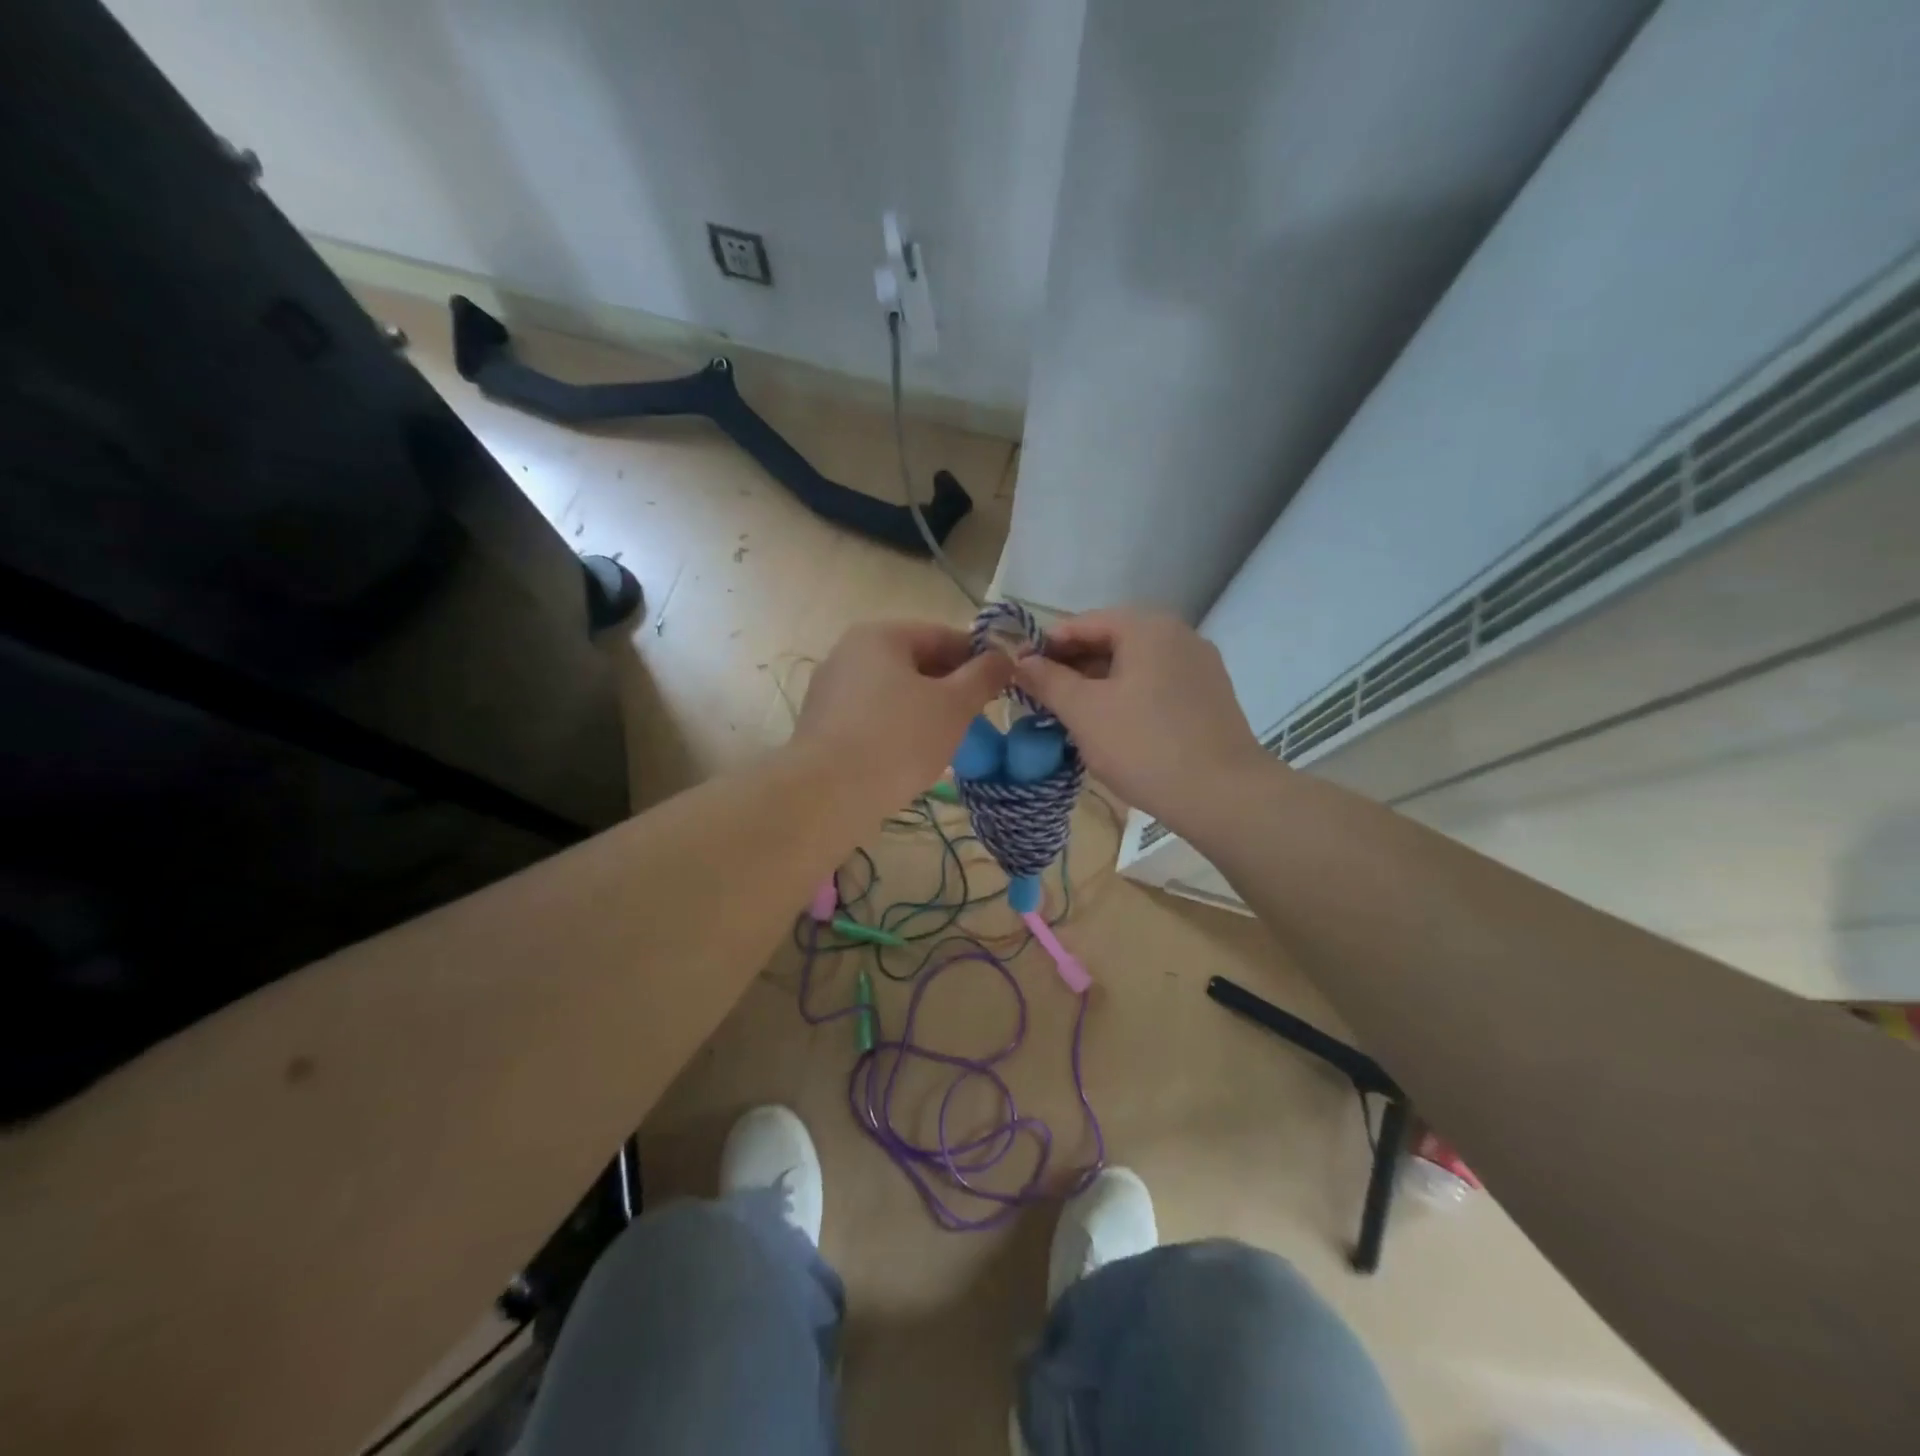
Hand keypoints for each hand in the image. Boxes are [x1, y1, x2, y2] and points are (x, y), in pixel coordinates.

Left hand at [796, 621, 1013, 809]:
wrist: (828, 795)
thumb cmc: (898, 740)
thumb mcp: (954, 705)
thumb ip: (983, 676)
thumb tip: (1005, 656)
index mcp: (880, 636)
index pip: (942, 635)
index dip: (977, 657)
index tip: (1002, 683)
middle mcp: (848, 653)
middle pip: (914, 661)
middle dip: (950, 685)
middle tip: (978, 715)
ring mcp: (830, 689)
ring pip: (893, 691)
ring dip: (925, 708)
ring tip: (949, 738)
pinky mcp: (822, 725)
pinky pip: (872, 716)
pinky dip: (897, 727)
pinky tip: (912, 754)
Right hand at [1014, 609, 1268, 828]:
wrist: (1224, 795)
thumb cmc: (1144, 746)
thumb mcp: (1084, 712)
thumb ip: (1048, 681)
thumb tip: (1021, 662)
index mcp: (1147, 627)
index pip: (1081, 623)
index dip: (1045, 647)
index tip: (1018, 674)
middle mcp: (1177, 635)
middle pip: (1110, 641)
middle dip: (1071, 667)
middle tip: (1040, 698)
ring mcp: (1198, 666)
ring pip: (1133, 666)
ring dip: (1097, 685)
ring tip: (1069, 716)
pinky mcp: (1209, 696)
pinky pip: (1155, 685)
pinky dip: (1126, 697)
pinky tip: (1110, 727)